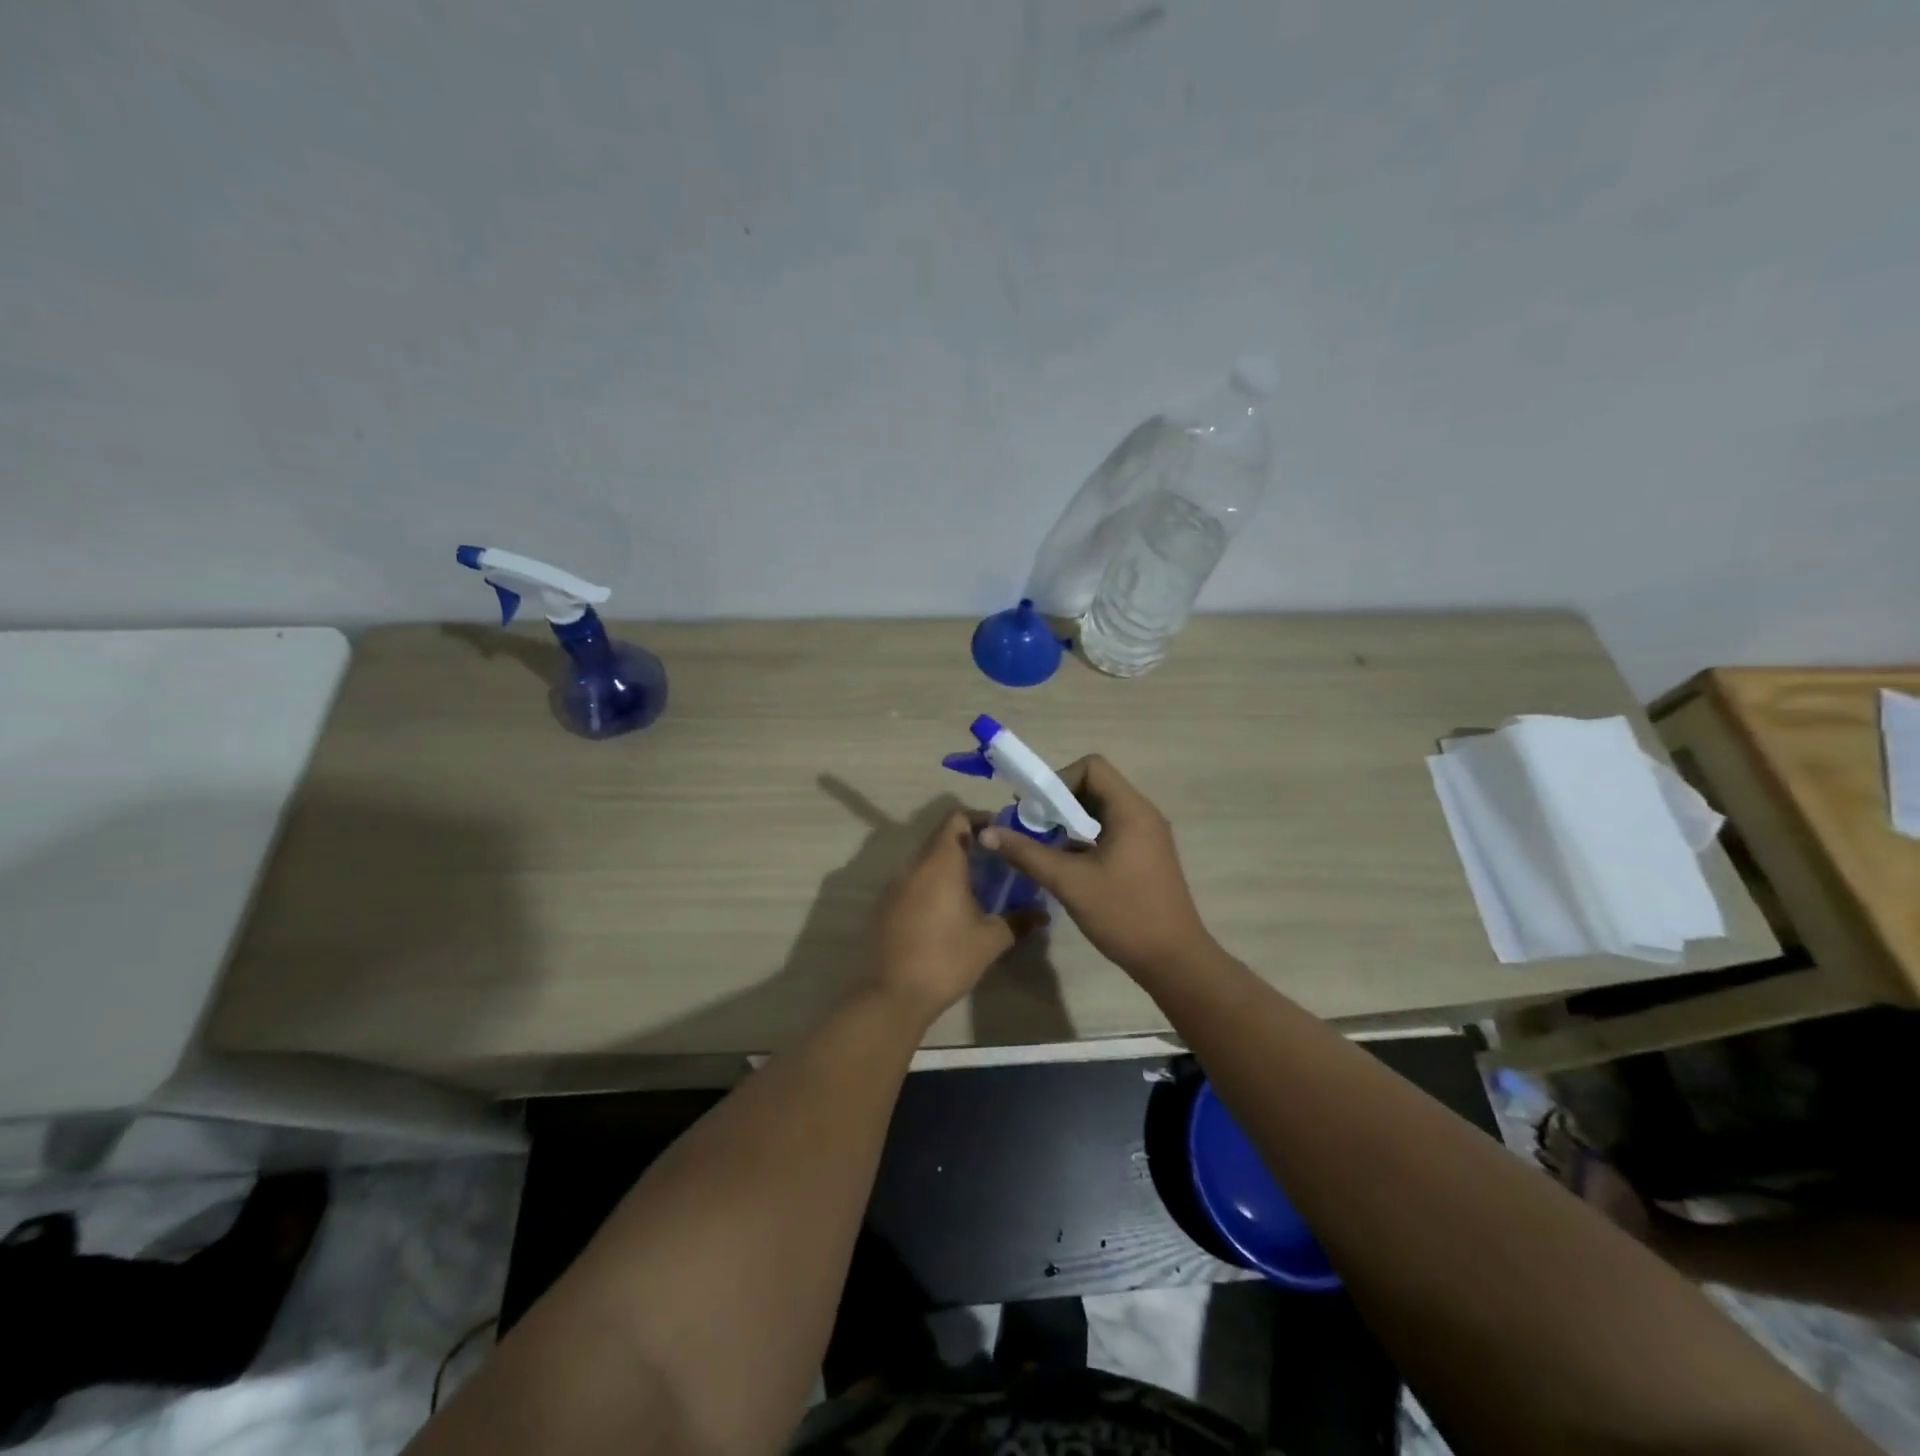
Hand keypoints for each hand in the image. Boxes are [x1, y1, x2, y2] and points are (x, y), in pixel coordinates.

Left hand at [868, 810, 1039, 1022]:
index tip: (1000, 835)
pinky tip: (947, 909)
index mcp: (940, 862)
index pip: (956, 819)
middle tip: (994, 862)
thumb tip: (1042, 914)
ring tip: (974, 886)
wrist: (894, 994)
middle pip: (940, 838)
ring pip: (925, 860)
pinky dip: (931, 884)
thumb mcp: (991, 939)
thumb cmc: (947, 958)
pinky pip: (912, 881)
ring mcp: (895, 884)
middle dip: (967, 844)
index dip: (979, 820)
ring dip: (948, 865)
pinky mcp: (885, 905)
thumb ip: (1018, 920)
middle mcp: (914, 865)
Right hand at [978, 756, 1211, 977]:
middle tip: (1032, 827)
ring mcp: (1147, 836)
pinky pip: (1110, 830)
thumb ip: (1026, 853)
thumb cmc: (1124, 914)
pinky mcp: (1145, 855)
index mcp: (1131, 811)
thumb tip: (987, 833)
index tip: (1037, 810)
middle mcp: (1143, 814)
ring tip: (1044, 846)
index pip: (1092, 767)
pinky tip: (1066, 863)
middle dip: (1059, 802)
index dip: (1059, 781)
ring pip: (1101, 810)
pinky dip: (1085, 837)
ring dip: (1069, 821)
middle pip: (1095, 786)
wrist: (1173, 961)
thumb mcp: (1069, 882)